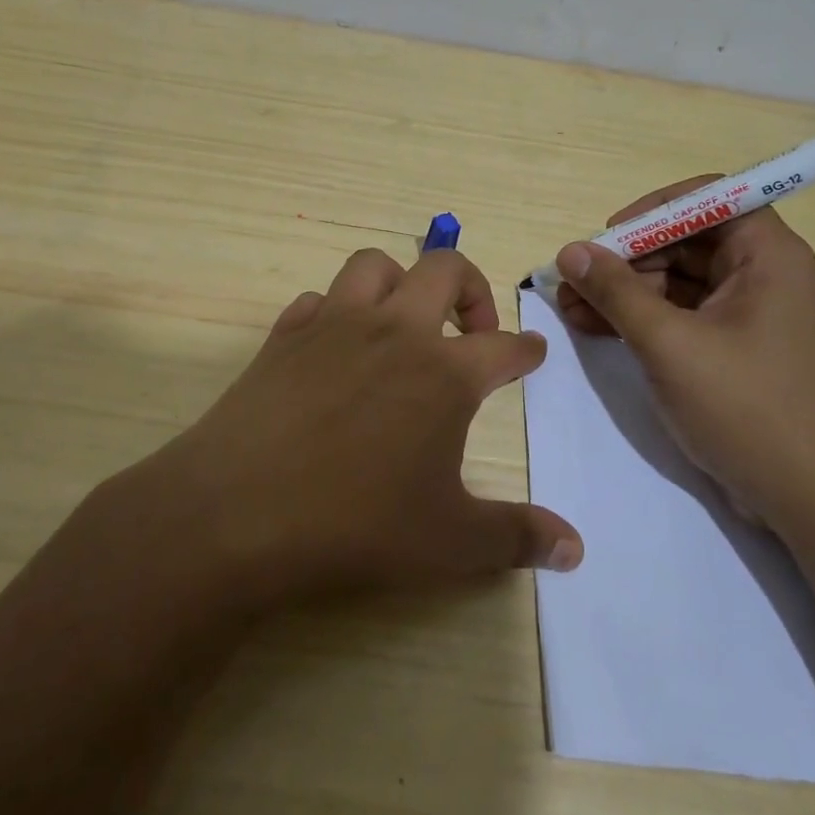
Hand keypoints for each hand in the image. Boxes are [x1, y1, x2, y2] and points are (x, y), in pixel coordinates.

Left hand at [144, 246, 583, 607]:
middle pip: (445, 269)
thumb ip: (518, 537)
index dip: (527, 349)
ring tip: (404, 320)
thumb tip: (575, 549)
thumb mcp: (450, 542)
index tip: (533, 352)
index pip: (505, 347)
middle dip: (472, 288)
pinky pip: (317, 300)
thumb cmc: (356, 524)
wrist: (239, 513)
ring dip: (400, 281)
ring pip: (374, 265)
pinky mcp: (283, 336)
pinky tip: (335, 346)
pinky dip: (335, 311)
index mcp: (443, 372)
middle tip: (474, 328)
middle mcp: (392, 331)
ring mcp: (333, 325)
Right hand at [554, 177, 814, 529]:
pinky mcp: (740, 351)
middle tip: (573, 282)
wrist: (809, 500)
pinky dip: (645, 320)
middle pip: (688, 242)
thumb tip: (571, 251)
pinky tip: (597, 330)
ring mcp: (753, 316)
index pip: (709, 199)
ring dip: (626, 293)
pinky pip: (686, 317)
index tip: (608, 238)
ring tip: (570, 309)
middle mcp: (766, 276)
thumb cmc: (745, 408)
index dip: (653, 211)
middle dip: (627, 261)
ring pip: (680, 283)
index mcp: (769, 256)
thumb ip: (616, 292)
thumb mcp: (668, 344)